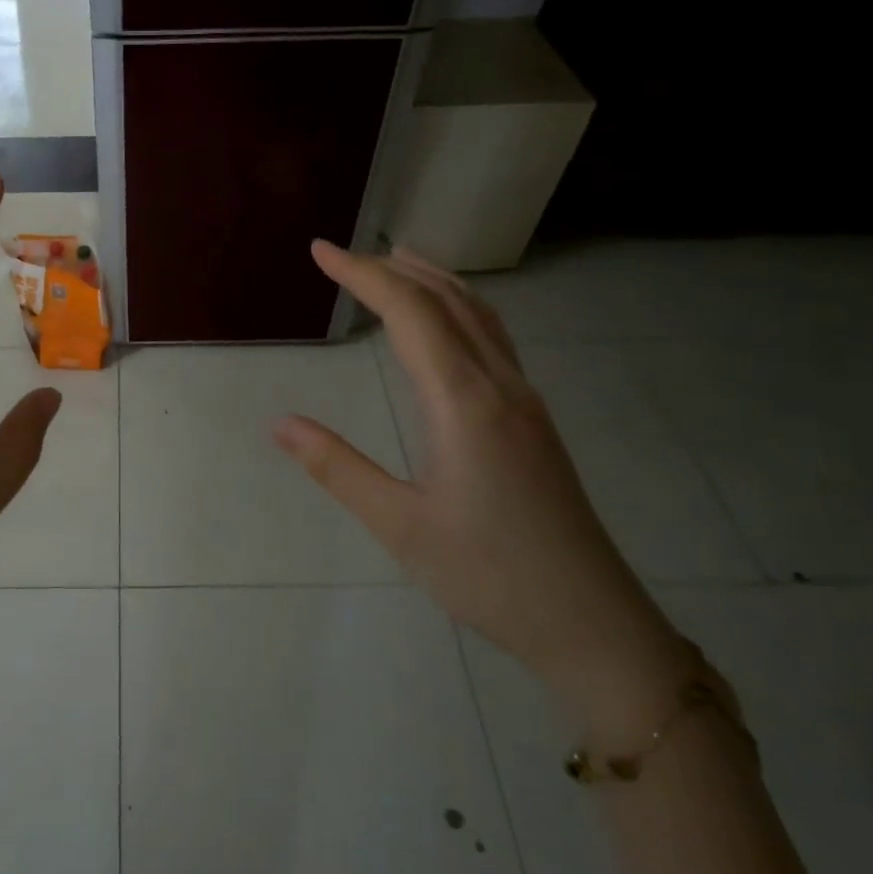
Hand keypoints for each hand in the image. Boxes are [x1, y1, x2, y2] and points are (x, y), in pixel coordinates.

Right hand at [273, 242, 687, 720]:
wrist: (592, 623)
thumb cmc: (489, 575)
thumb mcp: (399, 526)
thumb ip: (337, 467)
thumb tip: (280, 423)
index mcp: (464, 403)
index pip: (410, 313)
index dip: (362, 274)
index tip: (320, 250)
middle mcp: (500, 386)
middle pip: (448, 301)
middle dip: (393, 269)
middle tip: (344, 255)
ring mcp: (525, 401)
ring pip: (480, 315)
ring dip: (434, 280)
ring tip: (395, 264)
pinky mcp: (534, 421)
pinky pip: (494, 339)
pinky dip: (459, 308)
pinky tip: (444, 326)